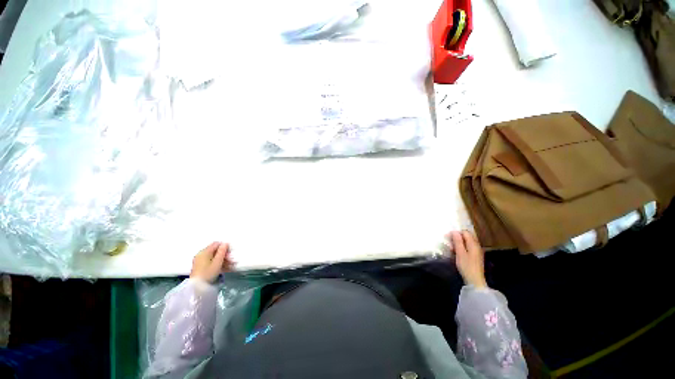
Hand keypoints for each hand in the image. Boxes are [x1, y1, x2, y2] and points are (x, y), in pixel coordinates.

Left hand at [190, 242, 234, 282]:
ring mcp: (200, 260)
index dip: (224, 247)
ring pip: (214, 257)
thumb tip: (225, 243)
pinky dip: (217, 264)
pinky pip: (210, 262)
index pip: (217, 244)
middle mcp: (201, 254)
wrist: (197, 287)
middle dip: (224, 255)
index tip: (230, 254)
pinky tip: (224, 269)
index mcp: (204, 251)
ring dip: (222, 260)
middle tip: (231, 261)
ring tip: (229, 266)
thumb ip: (222, 251)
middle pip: (215, 251)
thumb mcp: (217, 262)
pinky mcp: (200, 266)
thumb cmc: (208, 273)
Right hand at [448, 231, 486, 287]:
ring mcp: (476, 251)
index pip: (465, 232)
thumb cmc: (466, 266)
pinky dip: (461, 248)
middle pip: (466, 237)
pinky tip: (456, 253)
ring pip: (466, 242)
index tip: (448, 237)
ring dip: (458, 243)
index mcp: (473, 244)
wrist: (475, 280)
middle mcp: (476, 246)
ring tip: (451, 249)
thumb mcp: (460, 253)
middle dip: (457, 238)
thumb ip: (458, 241)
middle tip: (449, 243)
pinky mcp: (475, 256)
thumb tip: (454, 231)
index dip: (456, 233)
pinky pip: (467, 248)